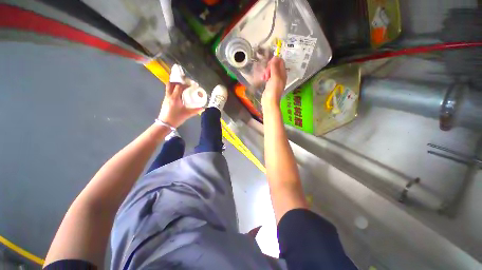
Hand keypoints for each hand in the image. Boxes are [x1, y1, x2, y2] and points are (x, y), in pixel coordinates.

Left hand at [158, 82, 203, 127]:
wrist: (165, 124)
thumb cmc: (176, 118)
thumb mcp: (187, 114)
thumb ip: (195, 110)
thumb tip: (203, 108)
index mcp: (175, 98)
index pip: (179, 87)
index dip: (185, 85)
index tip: (190, 86)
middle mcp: (169, 96)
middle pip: (170, 84)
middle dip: (177, 82)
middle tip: (184, 85)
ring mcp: (166, 98)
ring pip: (168, 88)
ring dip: (174, 86)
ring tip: (181, 89)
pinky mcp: (165, 101)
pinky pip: (168, 92)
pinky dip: (173, 91)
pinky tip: (178, 96)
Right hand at [261, 57, 286, 105]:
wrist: (269, 101)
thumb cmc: (273, 90)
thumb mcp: (275, 77)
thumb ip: (274, 67)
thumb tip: (275, 57)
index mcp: (283, 73)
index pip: (280, 62)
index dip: (274, 61)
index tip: (268, 65)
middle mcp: (280, 76)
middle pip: (275, 66)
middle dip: (269, 67)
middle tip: (266, 73)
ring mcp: (275, 80)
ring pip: (271, 71)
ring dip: (266, 72)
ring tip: (263, 77)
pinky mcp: (270, 84)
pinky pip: (268, 76)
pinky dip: (265, 76)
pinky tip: (263, 79)